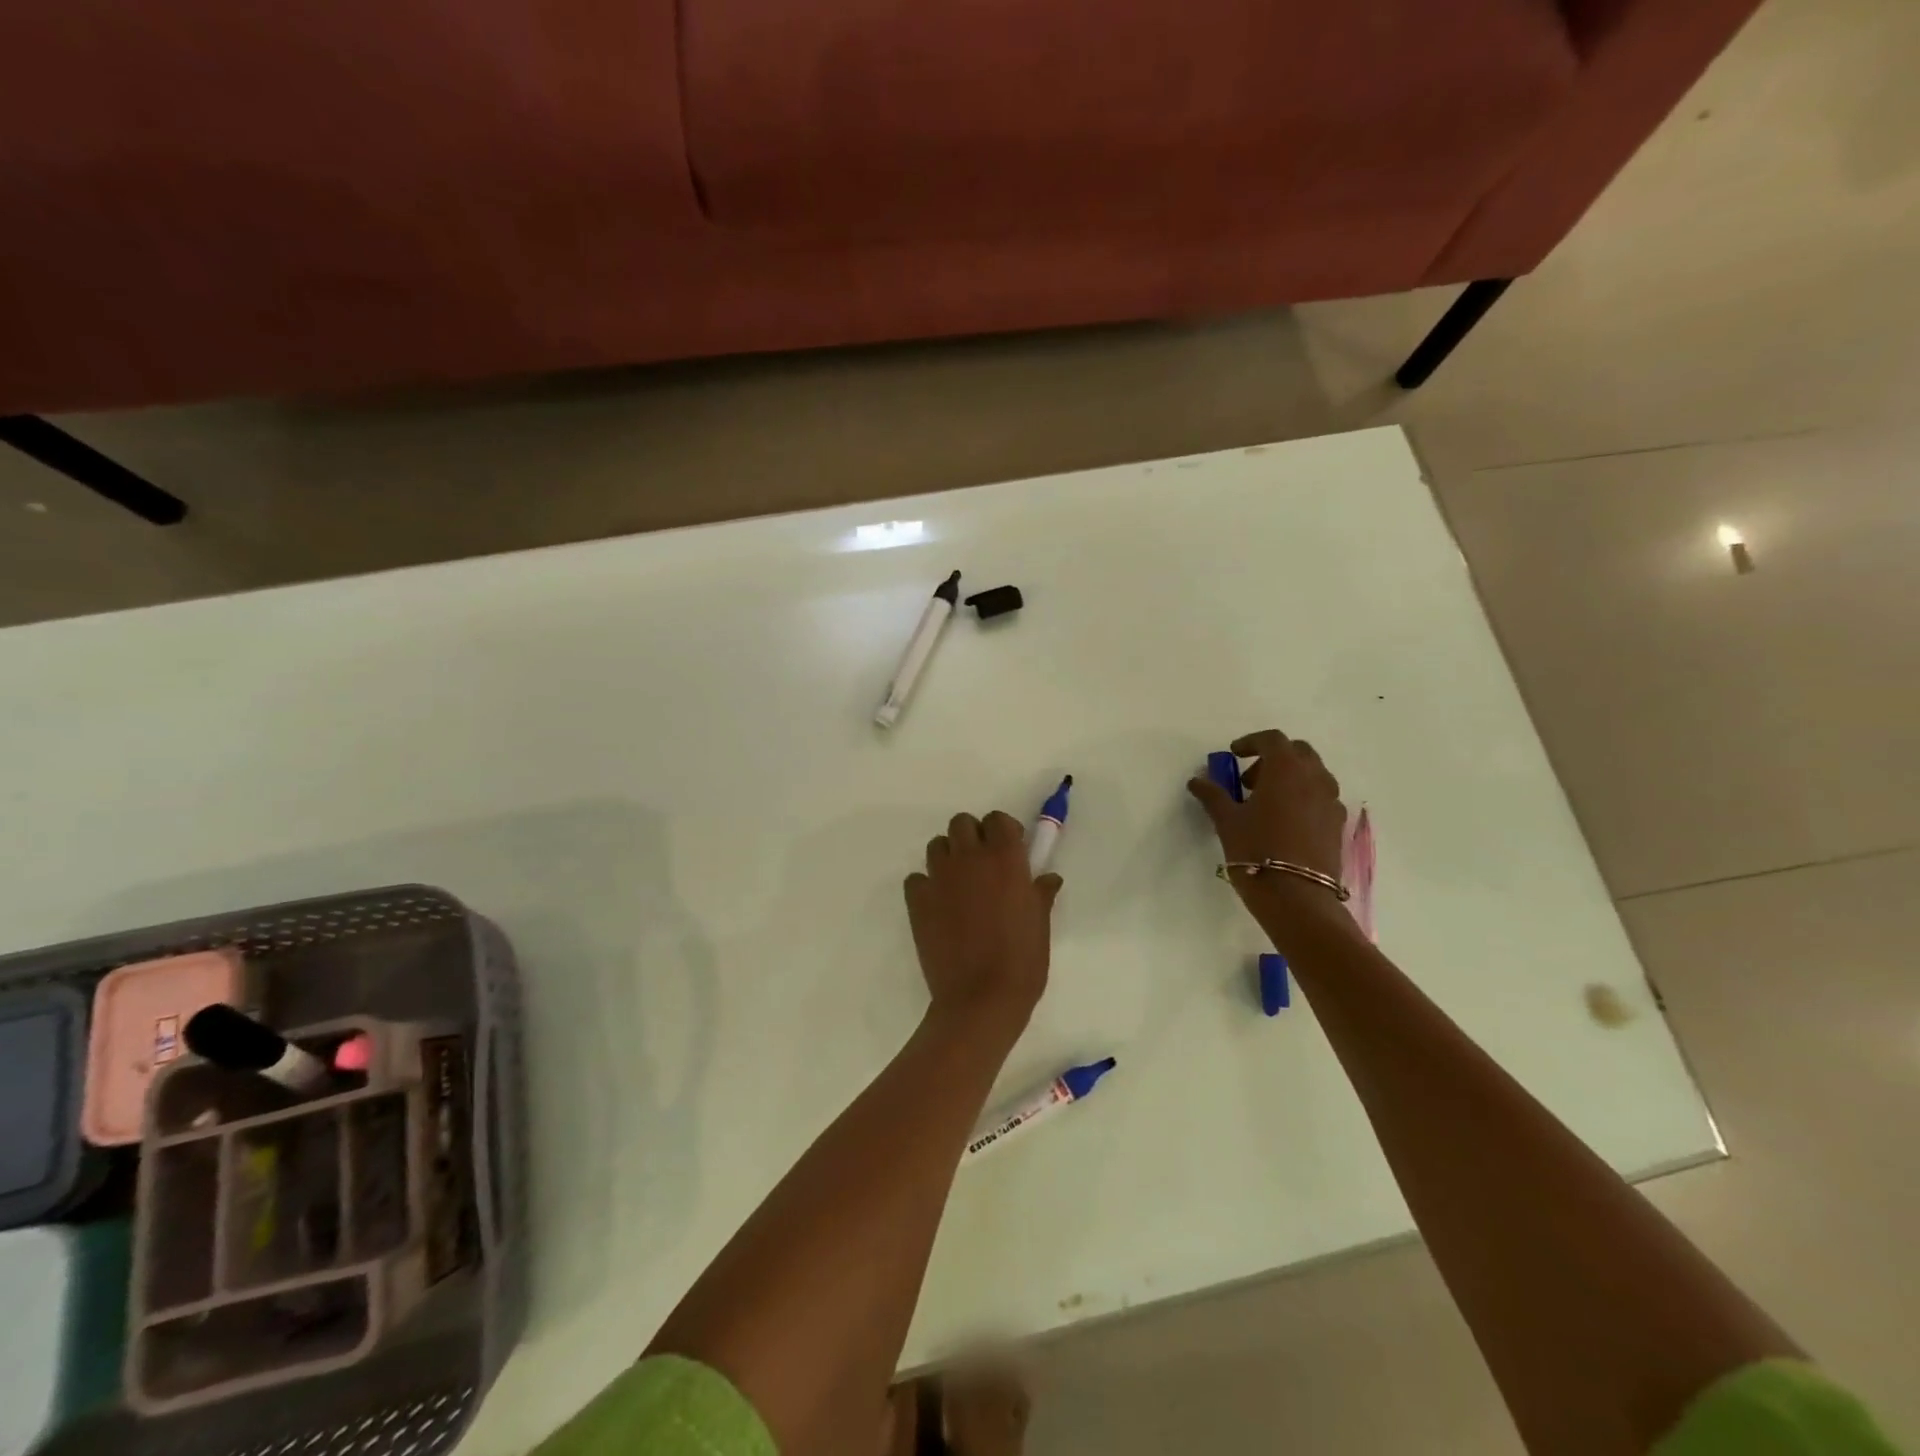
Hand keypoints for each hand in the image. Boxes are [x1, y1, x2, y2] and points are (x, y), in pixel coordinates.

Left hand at [905, 811, 1061, 1037]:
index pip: (997, 819)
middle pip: (962, 823)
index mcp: (1005, 858)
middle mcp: (969, 858)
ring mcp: (939, 877)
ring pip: (937, 845)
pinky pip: (916, 878)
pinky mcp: (917, 900)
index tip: (1010, 849)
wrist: (981, 998)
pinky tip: (938, 906)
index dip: (1003, 831)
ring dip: (948, 856)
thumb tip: (1048, 878)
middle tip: (983, 864)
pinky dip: (925, 886)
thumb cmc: (1022, 961)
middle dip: (972, 837)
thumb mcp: (1041, 924)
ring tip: (959, 884)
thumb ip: (1041, 894)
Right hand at [1188, 729, 1346, 897]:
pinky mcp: (1337, 824)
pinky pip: (1321, 798)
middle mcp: (1314, 778)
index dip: (1251, 742)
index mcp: (1286, 769)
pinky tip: (1286, 822)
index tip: (1233, 755)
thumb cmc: (1256, 850)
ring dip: (1290, 777)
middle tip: (1250, 781)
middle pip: (1298, 752)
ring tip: (1267, 803)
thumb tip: (1197, 781)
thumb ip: (1212, 795)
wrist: (1296, 896)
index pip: (1272, 739)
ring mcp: (1331, 801)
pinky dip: (1304, 798)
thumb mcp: (1226, 821)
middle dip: (1273, 758)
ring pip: (1313, 774)